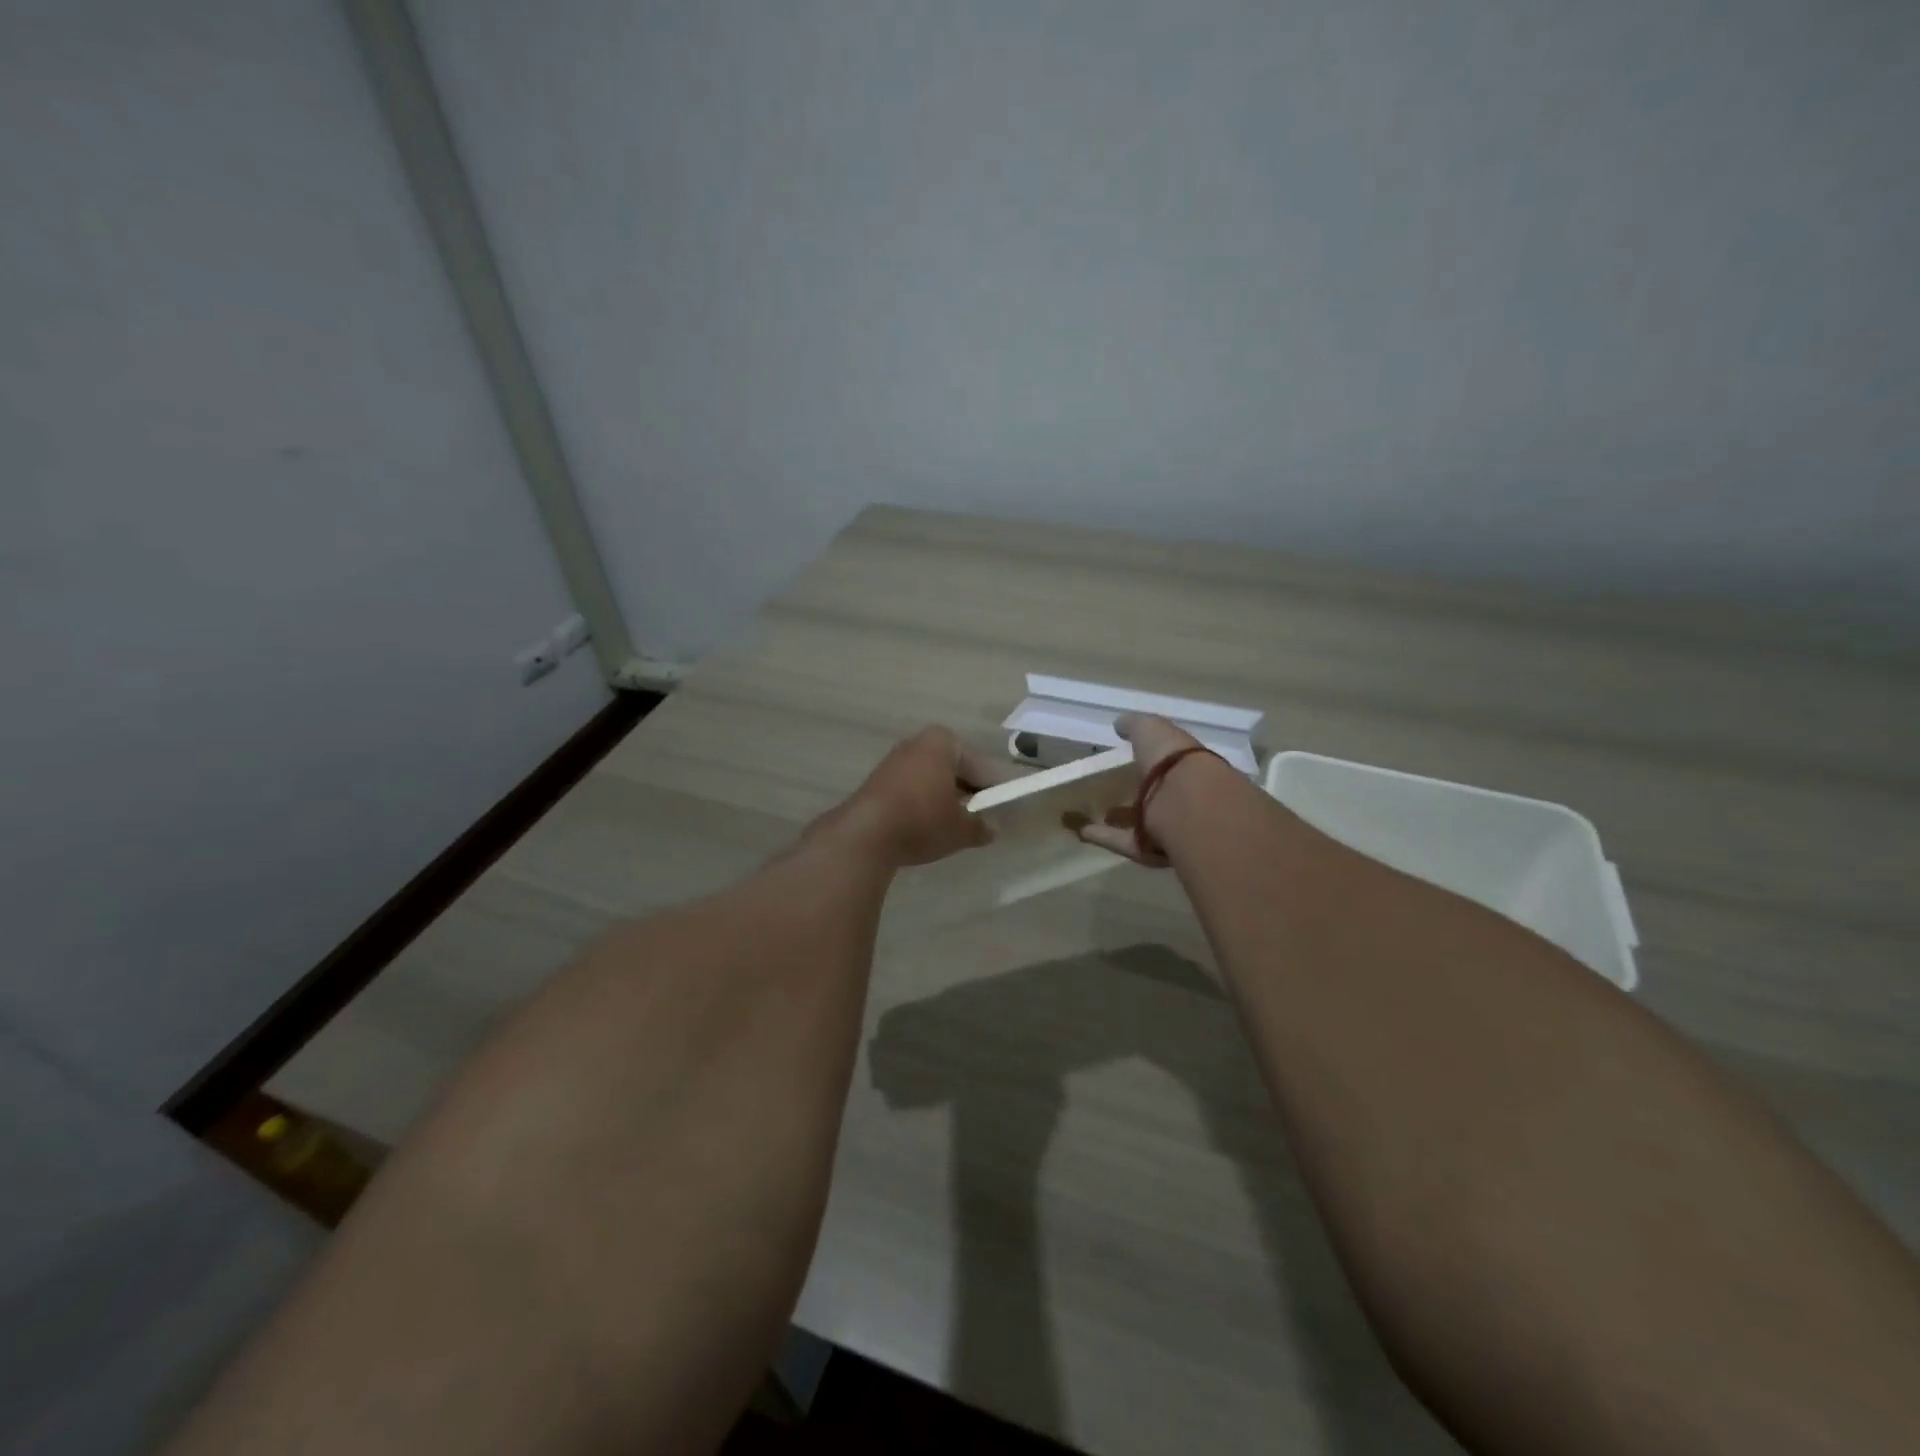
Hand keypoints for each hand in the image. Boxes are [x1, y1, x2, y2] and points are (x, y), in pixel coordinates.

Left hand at [814, 727, 1024, 868]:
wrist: (865, 834)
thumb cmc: (922, 820)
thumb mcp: (961, 829)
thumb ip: (981, 826)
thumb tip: (992, 829)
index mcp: (942, 742)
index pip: (979, 765)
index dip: (992, 789)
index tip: (1000, 809)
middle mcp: (916, 744)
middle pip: (952, 769)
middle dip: (966, 792)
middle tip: (979, 818)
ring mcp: (893, 762)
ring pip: (930, 780)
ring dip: (943, 799)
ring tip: (954, 827)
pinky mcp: (877, 783)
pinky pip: (911, 791)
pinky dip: (922, 805)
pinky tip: (927, 828)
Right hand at [1069, 714, 1207, 866]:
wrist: (1188, 803)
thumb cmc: (1173, 760)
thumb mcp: (1151, 730)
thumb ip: (1135, 725)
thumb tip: (1120, 723)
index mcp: (1188, 766)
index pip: (1170, 763)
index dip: (1153, 760)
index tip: (1131, 758)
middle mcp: (1184, 798)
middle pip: (1159, 796)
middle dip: (1141, 794)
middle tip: (1115, 790)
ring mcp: (1170, 827)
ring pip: (1143, 823)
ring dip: (1120, 820)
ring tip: (1094, 814)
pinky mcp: (1153, 850)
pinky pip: (1125, 842)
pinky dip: (1105, 837)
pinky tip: (1082, 831)